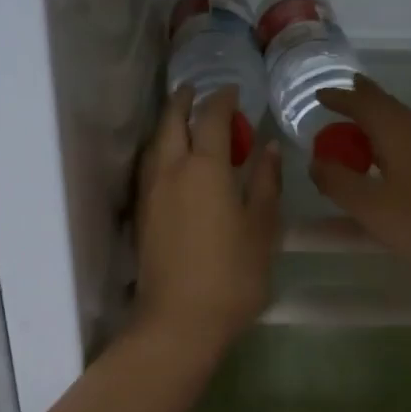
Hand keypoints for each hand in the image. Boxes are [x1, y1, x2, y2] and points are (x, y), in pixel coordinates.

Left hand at [134, 85, 281, 354]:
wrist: (179, 320)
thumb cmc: (232, 275)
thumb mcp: (262, 227)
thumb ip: (266, 182)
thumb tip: (268, 147)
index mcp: (206, 168)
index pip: (212, 118)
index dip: (223, 99)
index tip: (234, 90)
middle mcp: (171, 170)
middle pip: (171, 121)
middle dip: (184, 100)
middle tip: (198, 90)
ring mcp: (151, 191)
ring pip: (155, 142)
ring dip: (168, 122)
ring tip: (183, 117)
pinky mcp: (142, 212)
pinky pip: (149, 164)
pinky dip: (160, 148)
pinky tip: (170, 158)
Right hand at [309, 77, 410, 286]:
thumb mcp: (368, 206)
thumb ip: (337, 181)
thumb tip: (316, 162)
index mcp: (399, 133)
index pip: (366, 104)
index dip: (341, 98)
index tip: (319, 96)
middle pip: (389, 106)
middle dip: (364, 99)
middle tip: (343, 94)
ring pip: (403, 124)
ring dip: (379, 119)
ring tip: (360, 125)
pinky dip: (391, 140)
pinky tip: (388, 159)